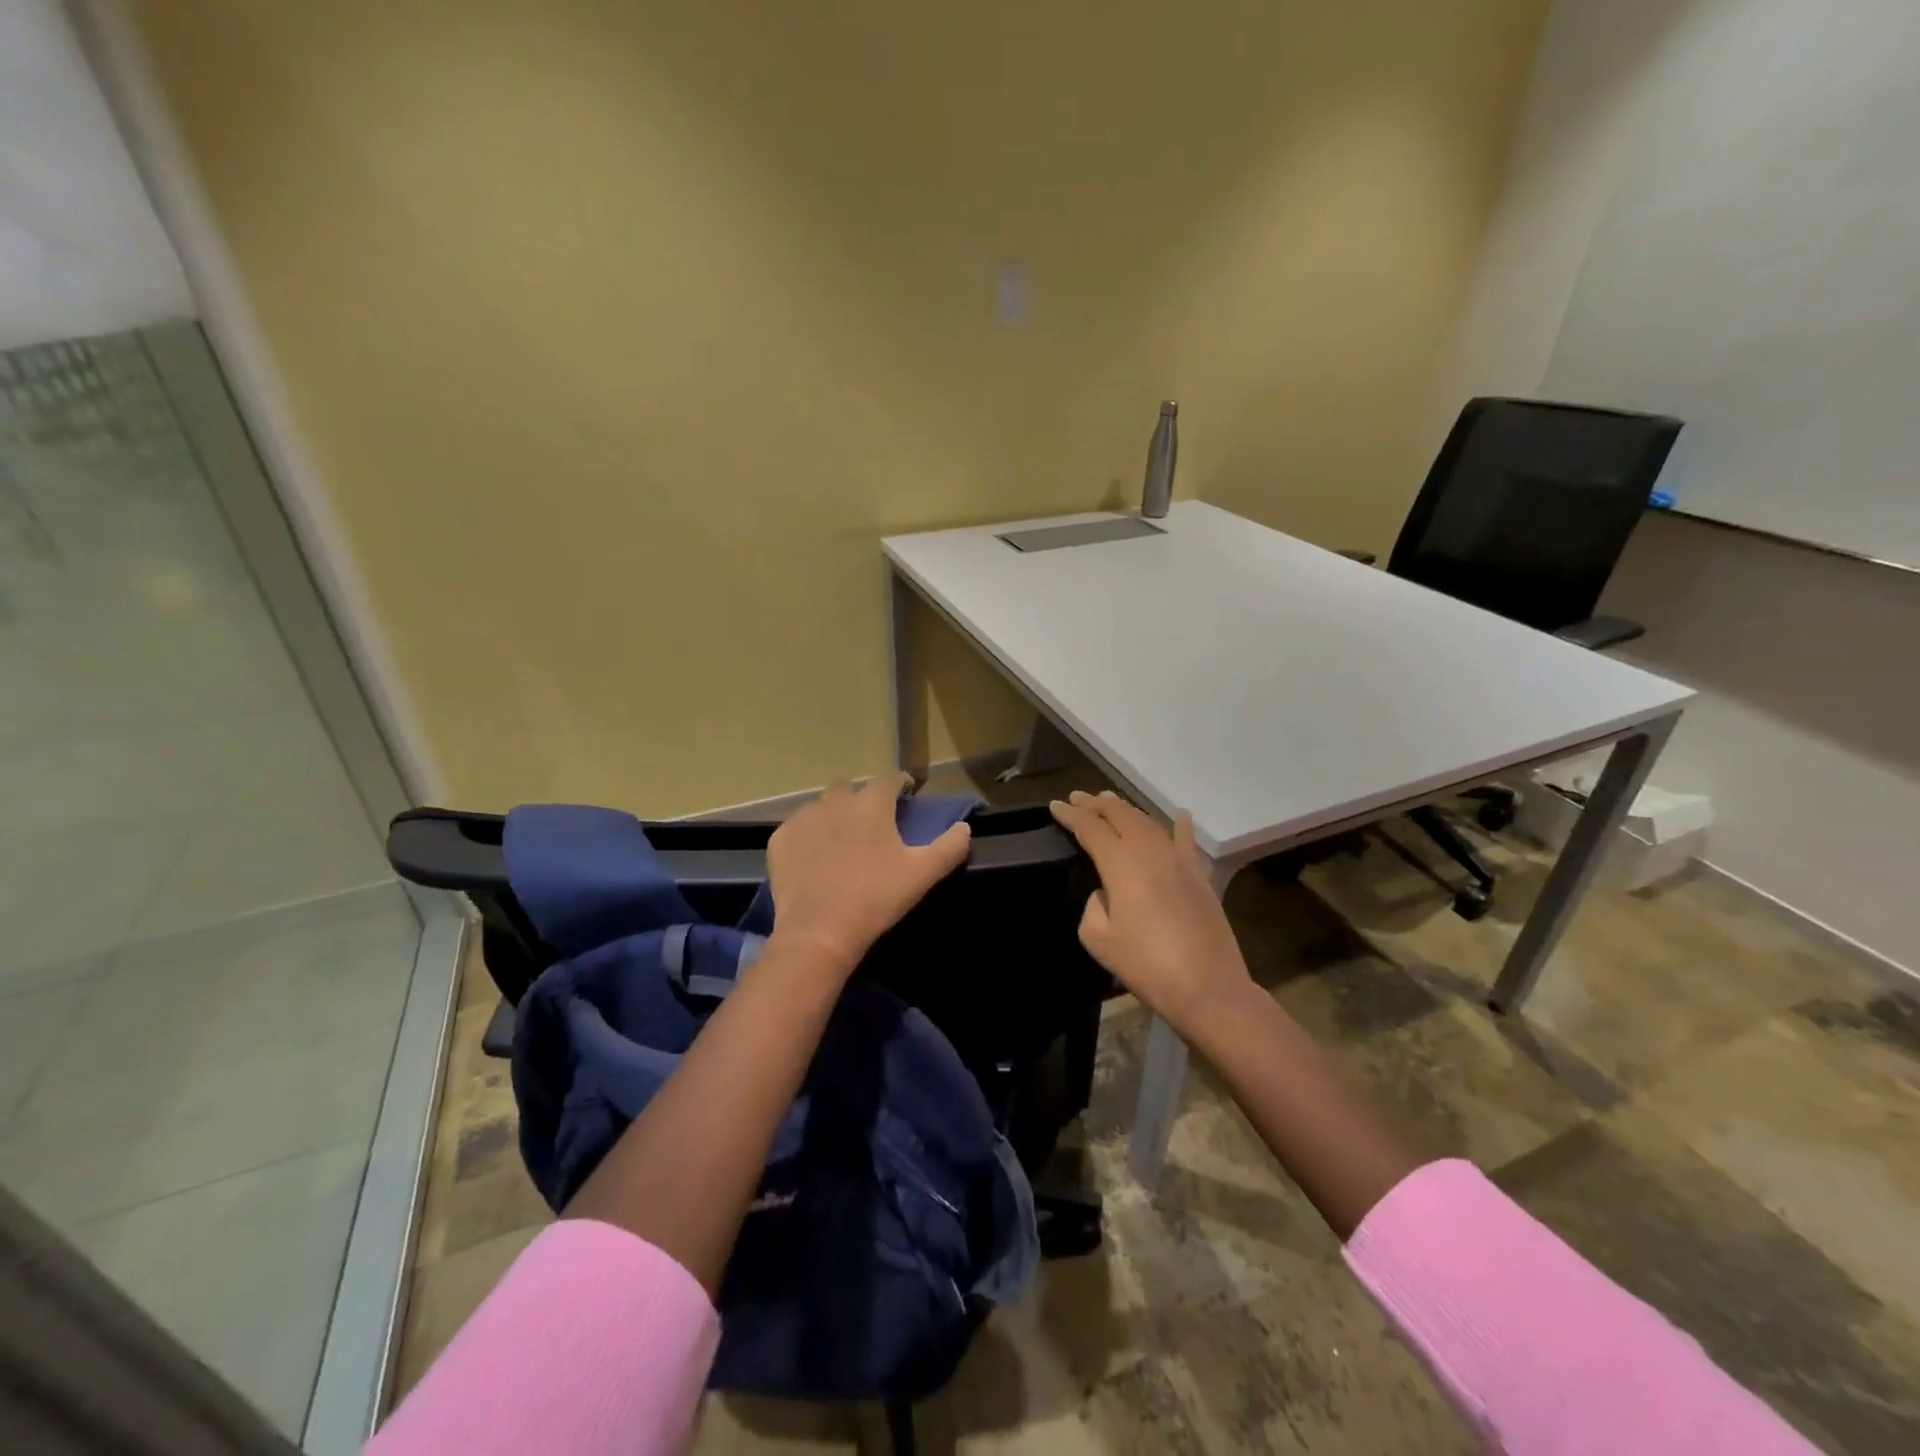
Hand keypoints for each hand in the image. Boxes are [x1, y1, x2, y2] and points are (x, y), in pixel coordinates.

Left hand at [767, 773, 970, 970]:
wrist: (819, 931)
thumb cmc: (876, 897)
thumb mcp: (923, 874)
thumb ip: (949, 847)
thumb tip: (965, 828)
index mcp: (871, 804)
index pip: (890, 779)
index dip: (901, 784)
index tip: (908, 794)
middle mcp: (835, 801)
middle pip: (851, 789)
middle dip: (863, 799)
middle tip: (872, 823)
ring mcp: (803, 818)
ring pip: (822, 806)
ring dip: (834, 816)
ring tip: (842, 840)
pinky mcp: (781, 840)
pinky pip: (797, 829)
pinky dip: (808, 837)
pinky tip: (814, 857)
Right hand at [1048, 791, 1251, 1033]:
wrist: (1207, 987)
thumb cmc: (1146, 964)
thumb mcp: (1098, 939)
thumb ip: (1093, 906)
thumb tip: (1106, 893)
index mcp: (1121, 863)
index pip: (1090, 828)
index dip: (1071, 815)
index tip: (1055, 806)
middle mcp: (1150, 851)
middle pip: (1120, 815)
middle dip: (1097, 804)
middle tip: (1078, 797)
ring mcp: (1179, 861)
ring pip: (1149, 823)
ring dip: (1127, 810)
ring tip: (1111, 802)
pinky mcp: (1199, 876)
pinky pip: (1186, 842)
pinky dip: (1180, 826)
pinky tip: (1181, 815)